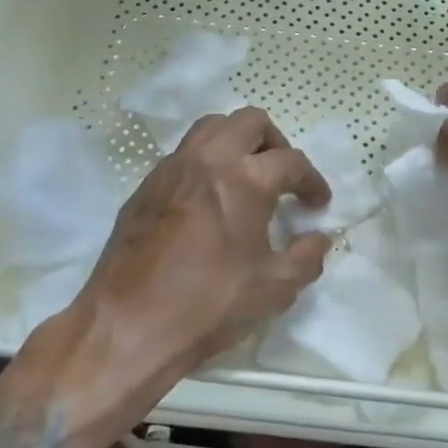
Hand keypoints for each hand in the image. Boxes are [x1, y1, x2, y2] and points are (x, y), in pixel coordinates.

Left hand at [80, 107, 331, 399]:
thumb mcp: (274, 288)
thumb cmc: (209, 305)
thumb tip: (319, 238)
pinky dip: (205, 162)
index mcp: (245, 180)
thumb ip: (306, 257)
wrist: (128, 325)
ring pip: (211, 127)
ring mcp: (172, 169)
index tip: (317, 204)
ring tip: (246, 177)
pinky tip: (208, 200)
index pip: (292, 161)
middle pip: (250, 122)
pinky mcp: (145, 186)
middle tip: (282, 177)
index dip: (312, 180)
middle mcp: (208, 160)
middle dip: (276, 143)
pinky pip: (183, 154)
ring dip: (237, 142)